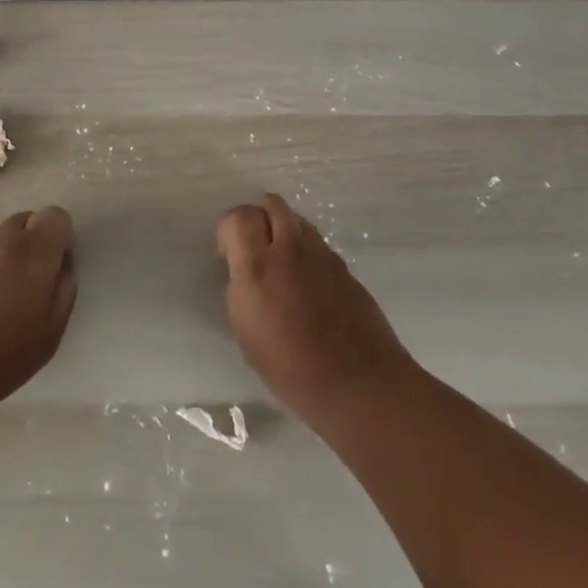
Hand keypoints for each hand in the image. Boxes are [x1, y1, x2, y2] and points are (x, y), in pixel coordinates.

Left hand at [0, 208, 76, 418]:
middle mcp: (4, 239)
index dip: (61, 238)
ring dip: (12, 254)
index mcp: (33, 250)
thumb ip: (64, 290)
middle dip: (36, 242)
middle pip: (28, 220)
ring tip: (6, 295)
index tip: (57, 267)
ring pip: (3, 236)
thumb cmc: (4, 352)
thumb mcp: (51, 330)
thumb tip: (62, 269)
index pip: (56, 216)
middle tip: (34, 281)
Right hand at [218, 193, 412, 425]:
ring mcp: (321, 255)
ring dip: (283, 228)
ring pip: (297, 219)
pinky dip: (306, 248)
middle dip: (257, 217)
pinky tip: (307, 280)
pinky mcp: (344, 267)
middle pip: (271, 204)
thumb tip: (243, 274)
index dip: (229, 229)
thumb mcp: (246, 332)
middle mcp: (289, 250)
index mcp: (257, 266)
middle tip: (254, 247)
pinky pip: (318, 242)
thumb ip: (240, 290)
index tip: (228, 255)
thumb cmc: (292, 368)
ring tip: (281, 260)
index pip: (238, 216)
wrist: (358, 383)